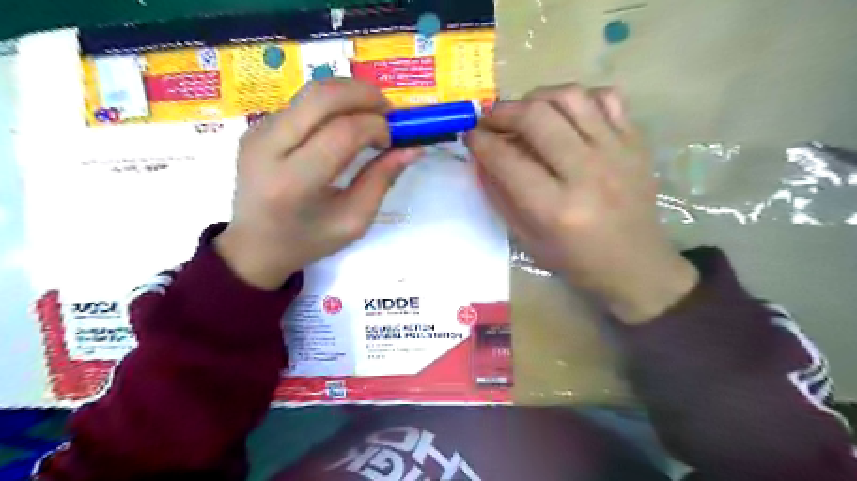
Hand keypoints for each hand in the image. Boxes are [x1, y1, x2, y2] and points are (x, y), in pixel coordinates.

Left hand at [216, 79, 420, 289]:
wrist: (254, 245)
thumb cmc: (309, 241)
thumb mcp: (354, 221)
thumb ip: (382, 180)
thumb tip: (413, 149)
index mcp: (294, 183)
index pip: (342, 132)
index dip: (376, 127)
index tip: (392, 140)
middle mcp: (269, 148)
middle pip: (321, 96)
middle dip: (364, 94)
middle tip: (388, 111)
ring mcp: (257, 132)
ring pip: (311, 93)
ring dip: (348, 96)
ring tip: (369, 118)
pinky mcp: (255, 127)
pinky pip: (301, 103)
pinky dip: (331, 106)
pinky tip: (343, 127)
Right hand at [467, 85, 698, 323]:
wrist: (635, 265)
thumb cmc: (575, 260)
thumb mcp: (527, 239)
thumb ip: (501, 195)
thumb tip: (482, 157)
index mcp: (556, 209)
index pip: (507, 159)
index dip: (481, 142)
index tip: (470, 135)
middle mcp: (587, 173)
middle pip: (537, 117)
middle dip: (503, 112)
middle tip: (491, 120)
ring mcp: (617, 152)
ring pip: (570, 97)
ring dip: (537, 97)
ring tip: (524, 111)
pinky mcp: (636, 142)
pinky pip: (606, 97)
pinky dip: (579, 97)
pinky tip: (565, 114)